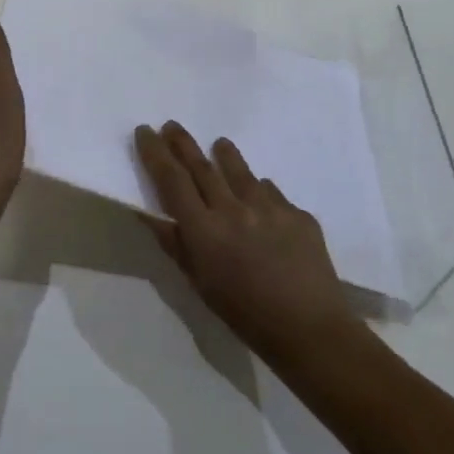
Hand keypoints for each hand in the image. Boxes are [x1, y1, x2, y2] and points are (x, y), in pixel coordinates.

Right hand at [134, 122, 355, 361]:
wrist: (308, 328)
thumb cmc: (243, 314)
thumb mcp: (199, 283)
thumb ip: (175, 244)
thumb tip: (151, 214)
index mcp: (204, 229)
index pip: (172, 180)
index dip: (155, 153)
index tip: (145, 131)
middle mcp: (233, 209)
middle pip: (202, 167)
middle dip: (183, 143)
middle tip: (172, 125)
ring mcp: (270, 207)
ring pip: (240, 171)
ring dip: (225, 155)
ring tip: (219, 143)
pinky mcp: (298, 214)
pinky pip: (272, 192)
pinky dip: (259, 189)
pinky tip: (259, 193)